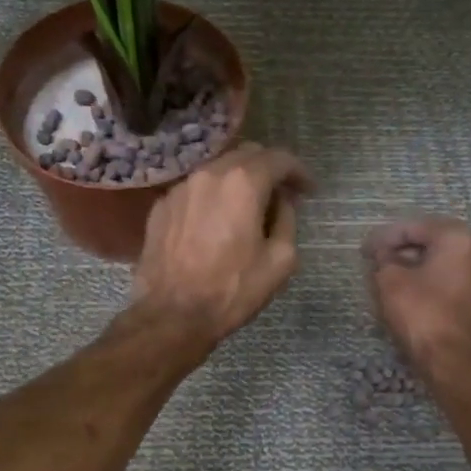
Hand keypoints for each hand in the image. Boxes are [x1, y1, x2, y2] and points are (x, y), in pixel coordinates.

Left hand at [131, 143, 312, 347]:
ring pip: (217, 170)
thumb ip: (287, 220)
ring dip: (238, 181)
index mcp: (242, 183)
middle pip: (246, 155)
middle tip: (282, 194)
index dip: (299, 171)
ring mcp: (180, 188)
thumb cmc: (232, 290)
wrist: (172, 315)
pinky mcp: (161, 207)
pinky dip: (212, 198)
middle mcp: (208, 174)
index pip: (278, 158)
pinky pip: (194, 190)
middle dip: (269, 169)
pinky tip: (215, 223)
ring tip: (248, 208)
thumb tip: (281, 202)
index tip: (309, 189)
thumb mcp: (280, 261)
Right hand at [364, 217, 470, 378]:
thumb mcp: (390, 282)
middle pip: (435, 243)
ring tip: (394, 280)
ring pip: (447, 265)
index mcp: (458, 239)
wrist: (457, 364)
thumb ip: (384, 260)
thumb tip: (384, 255)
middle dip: (405, 251)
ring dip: (421, 268)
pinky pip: (457, 285)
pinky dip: (436, 285)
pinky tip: (416, 298)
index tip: (365, 250)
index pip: (415, 227)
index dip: (385, 237)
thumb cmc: (422, 315)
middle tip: (379, 262)